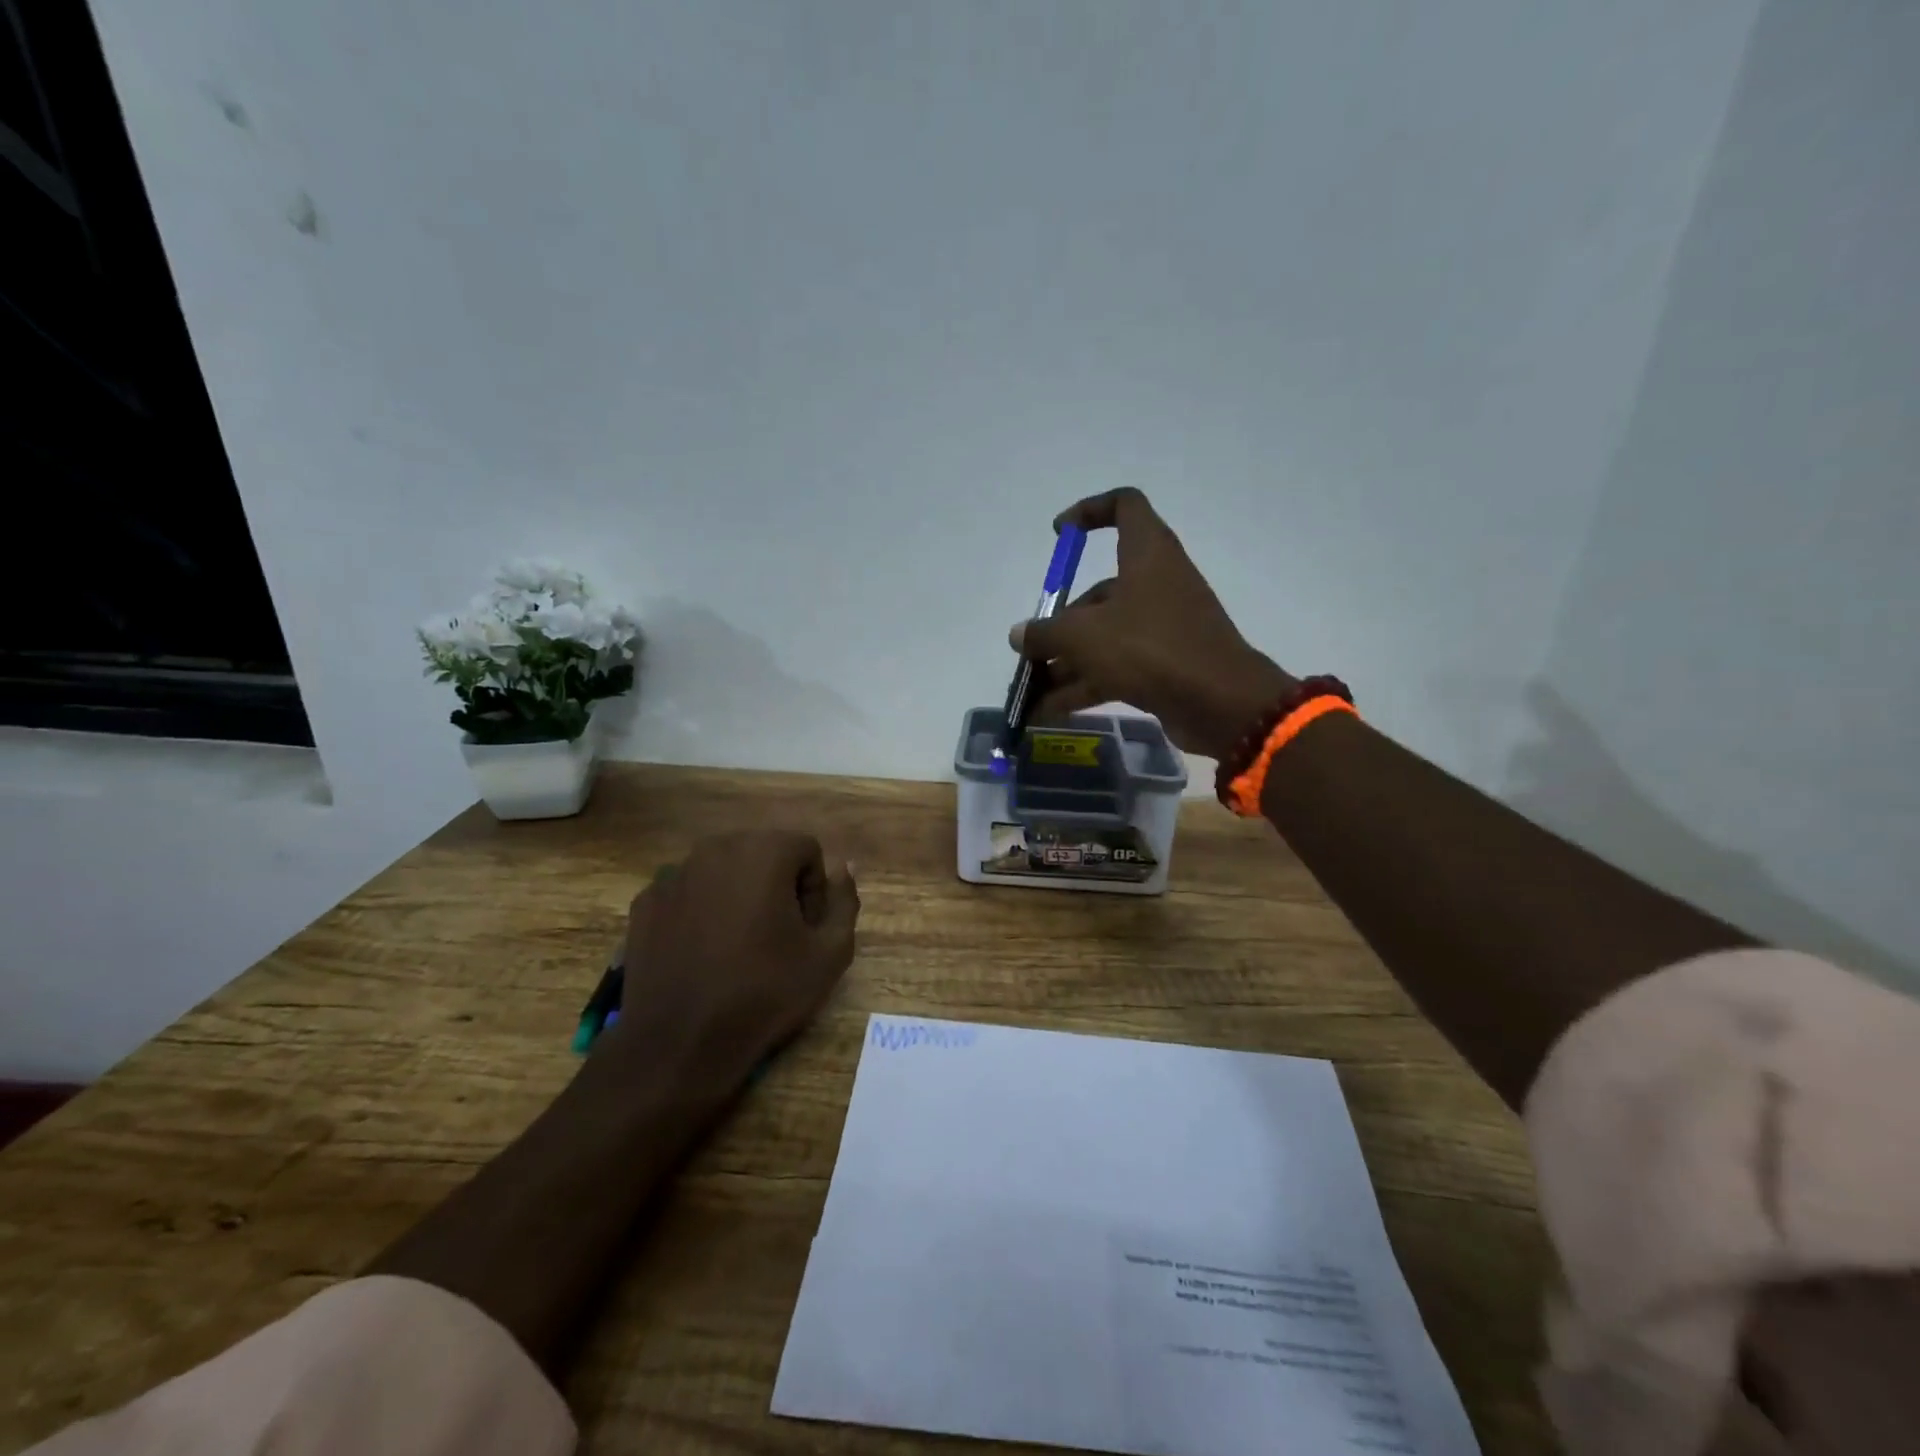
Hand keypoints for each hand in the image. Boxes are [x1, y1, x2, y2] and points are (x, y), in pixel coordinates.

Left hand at [602, 830, 858, 1089]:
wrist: (679, 1043)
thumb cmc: (764, 993)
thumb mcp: (830, 954)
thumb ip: (844, 900)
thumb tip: (843, 866)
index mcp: (764, 852)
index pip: (806, 850)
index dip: (814, 890)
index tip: (805, 930)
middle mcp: (716, 849)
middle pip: (763, 853)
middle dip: (776, 885)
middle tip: (776, 937)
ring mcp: (674, 873)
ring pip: (724, 870)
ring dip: (738, 895)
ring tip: (737, 945)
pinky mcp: (646, 901)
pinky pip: (688, 891)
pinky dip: (701, 910)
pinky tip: (701, 952)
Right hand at [1009, 488, 1295, 759]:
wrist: (1220, 704)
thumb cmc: (1150, 648)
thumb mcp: (1084, 636)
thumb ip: (1045, 632)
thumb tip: (1019, 635)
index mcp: (1146, 554)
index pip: (1124, 506)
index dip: (1090, 511)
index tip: (1059, 534)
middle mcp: (1156, 584)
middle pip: (1100, 591)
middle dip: (1059, 624)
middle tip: (1030, 654)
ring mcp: (1162, 627)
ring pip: (1104, 636)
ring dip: (1066, 664)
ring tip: (1030, 693)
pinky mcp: (1164, 664)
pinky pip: (1115, 667)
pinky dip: (1084, 686)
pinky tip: (1049, 712)